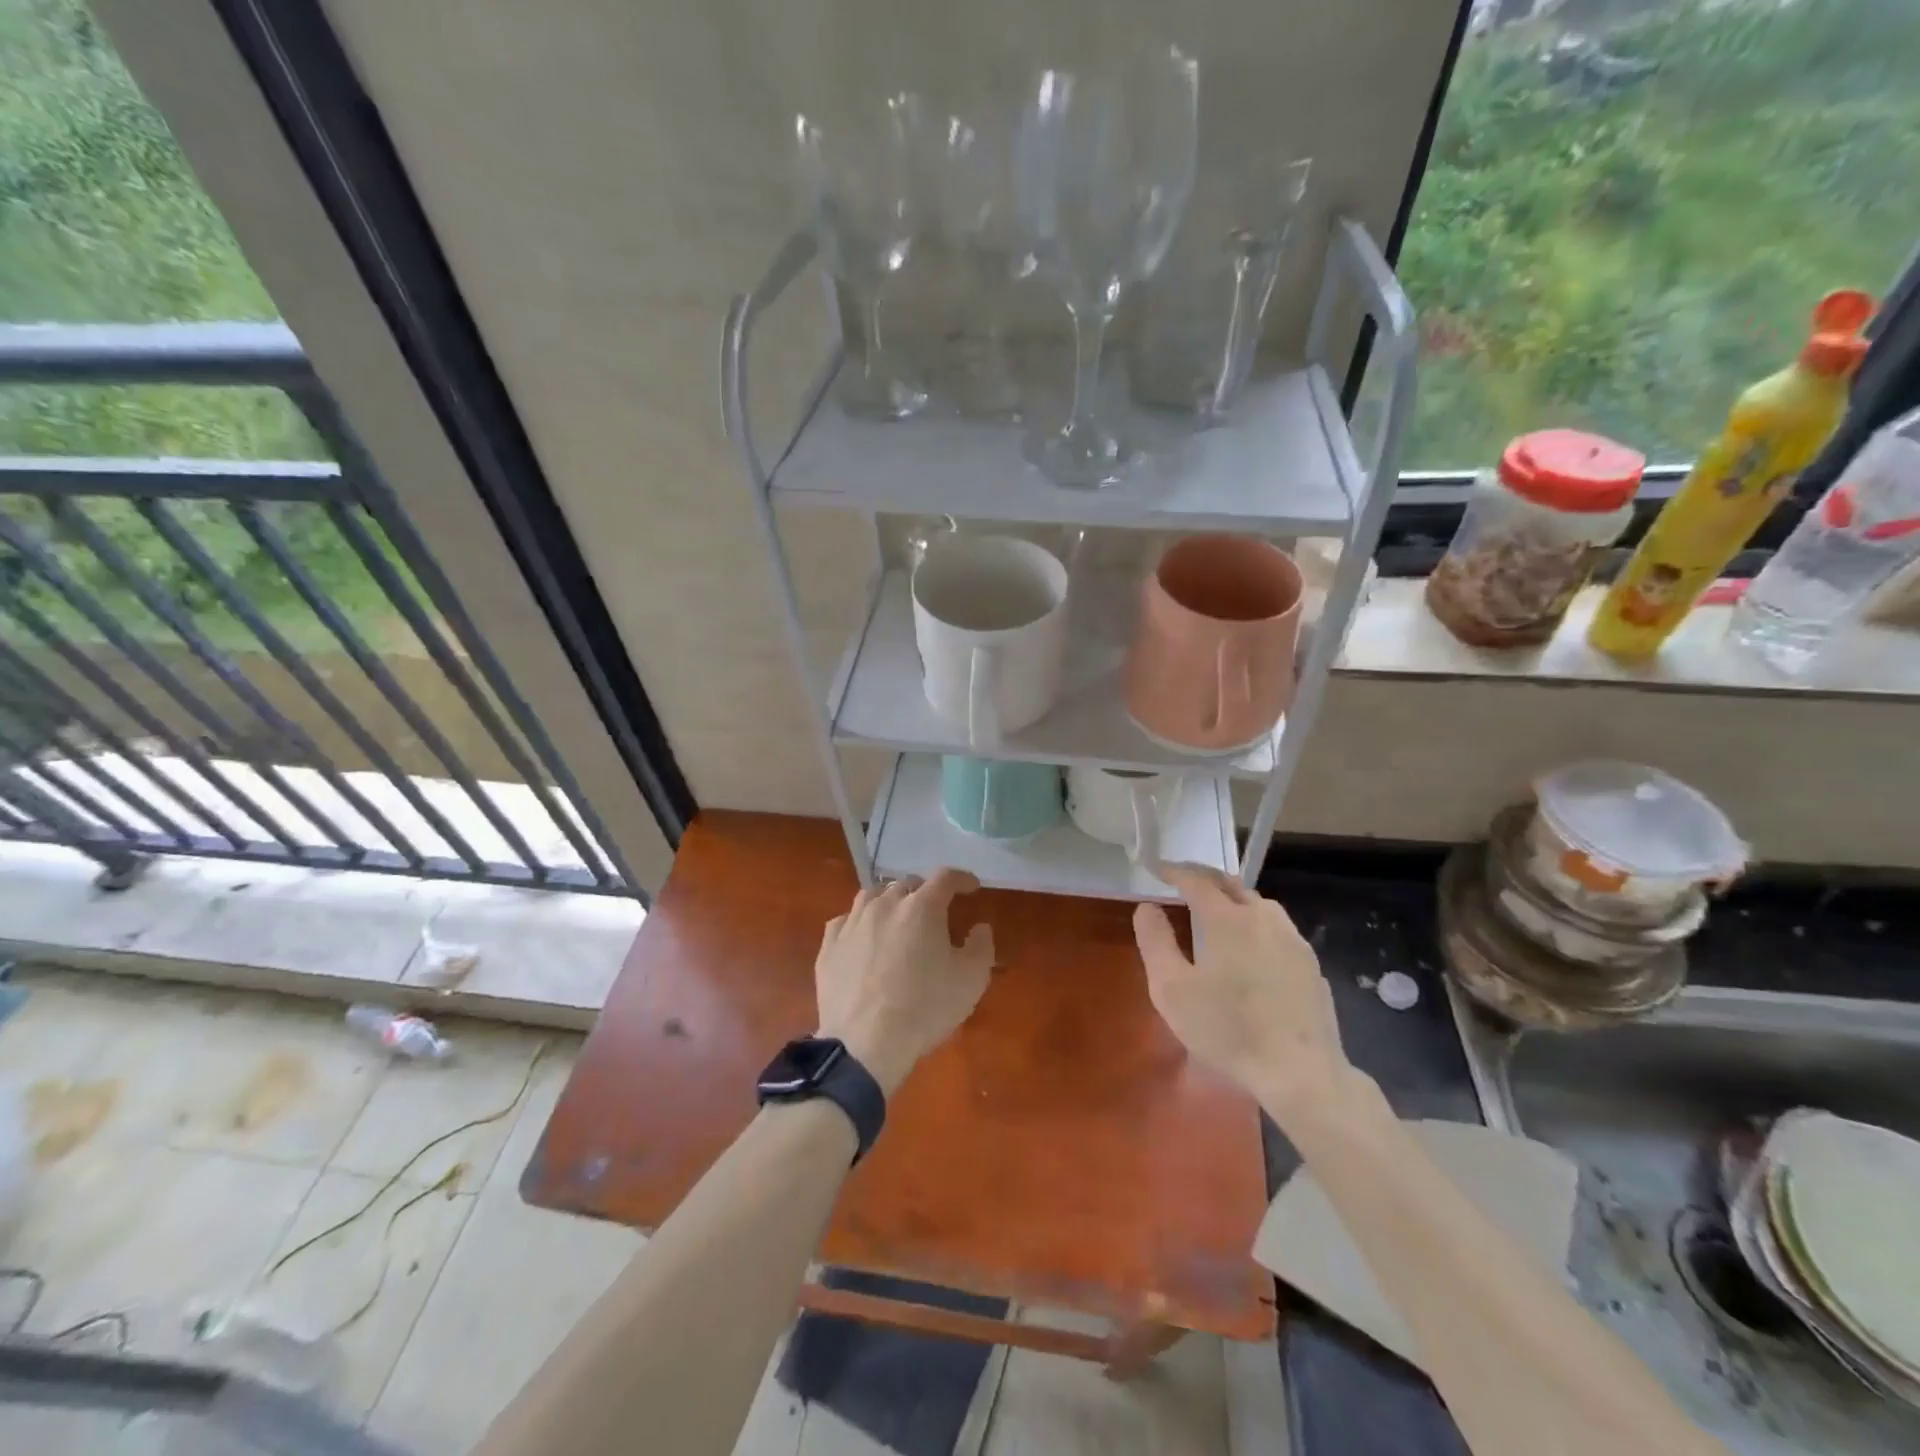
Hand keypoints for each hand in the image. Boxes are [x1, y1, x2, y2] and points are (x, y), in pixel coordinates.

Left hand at [815, 870, 995, 1095]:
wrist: (865, 1043)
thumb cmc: (925, 1008)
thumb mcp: (971, 980)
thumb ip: (981, 946)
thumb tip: (979, 927)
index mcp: (922, 907)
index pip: (945, 878)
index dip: (961, 879)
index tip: (971, 886)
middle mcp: (884, 905)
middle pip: (907, 884)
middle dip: (924, 892)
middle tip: (935, 911)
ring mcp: (852, 923)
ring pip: (872, 895)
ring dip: (889, 900)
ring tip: (897, 917)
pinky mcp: (829, 946)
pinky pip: (845, 921)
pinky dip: (859, 923)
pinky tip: (863, 937)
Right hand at [1133, 864, 1350, 1122]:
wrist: (1300, 1072)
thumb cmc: (1227, 1030)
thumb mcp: (1172, 989)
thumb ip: (1156, 942)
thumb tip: (1147, 907)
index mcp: (1227, 919)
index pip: (1197, 881)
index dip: (1174, 871)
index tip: (1157, 869)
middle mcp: (1263, 918)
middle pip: (1232, 884)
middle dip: (1205, 878)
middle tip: (1184, 881)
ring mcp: (1292, 940)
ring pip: (1259, 904)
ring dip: (1234, 898)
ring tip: (1218, 911)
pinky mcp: (1310, 964)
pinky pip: (1277, 929)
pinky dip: (1256, 923)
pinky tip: (1252, 947)